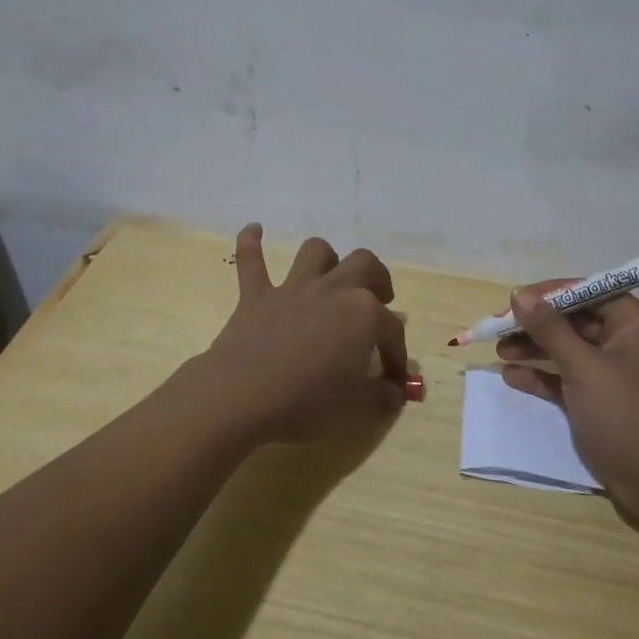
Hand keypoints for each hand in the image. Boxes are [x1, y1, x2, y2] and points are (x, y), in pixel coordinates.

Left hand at [198, 223, 412, 443]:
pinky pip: (251, 260)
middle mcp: (333, 290)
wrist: (242, 396)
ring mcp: (293, 289)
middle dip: (377, 279)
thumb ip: (381, 396)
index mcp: (365, 314)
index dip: (397, 356)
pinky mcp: (256, 296)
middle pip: (364, 265)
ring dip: (327, 259)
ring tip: (331, 276)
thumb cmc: (307, 403)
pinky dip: (251, 243)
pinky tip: (254, 229)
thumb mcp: (356, 409)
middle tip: (379, 299)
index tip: (394, 380)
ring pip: (315, 252)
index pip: (392, 331)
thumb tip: (395, 391)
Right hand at [497, 284, 638, 521]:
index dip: (549, 293)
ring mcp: (613, 374)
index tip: (513, 300)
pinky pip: (566, 379)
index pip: (588, 292)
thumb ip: (550, 329)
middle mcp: (625, 342)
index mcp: (634, 323)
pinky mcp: (601, 403)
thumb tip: (520, 294)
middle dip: (536, 323)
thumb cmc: (628, 414)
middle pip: (575, 320)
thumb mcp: (584, 367)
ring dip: (534, 348)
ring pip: (567, 350)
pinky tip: (512, 376)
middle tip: (497, 328)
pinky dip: (542, 376)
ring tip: (498, 351)